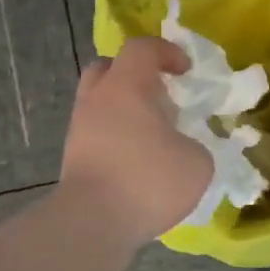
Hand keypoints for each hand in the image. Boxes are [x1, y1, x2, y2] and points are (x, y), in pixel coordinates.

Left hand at [58, 37, 212, 253]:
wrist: (92, 222)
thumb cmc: (148, 180)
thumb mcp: (197, 163)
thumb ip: (194, 146)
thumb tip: (182, 148)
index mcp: (126, 86)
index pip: (141, 48)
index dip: (166, 52)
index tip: (185, 71)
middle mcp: (97, 99)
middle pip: (108, 68)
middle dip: (134, 75)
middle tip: (158, 96)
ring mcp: (79, 129)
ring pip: (98, 103)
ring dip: (123, 110)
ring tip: (150, 135)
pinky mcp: (72, 158)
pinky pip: (95, 133)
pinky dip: (114, 138)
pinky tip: (135, 161)